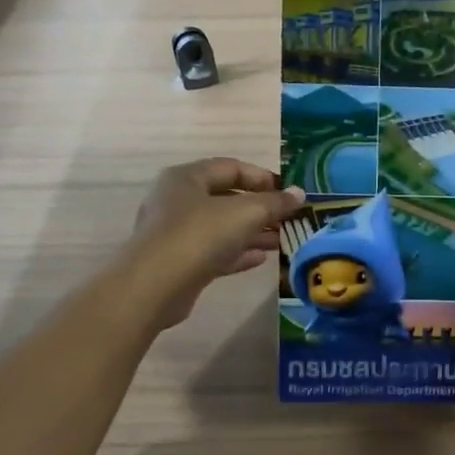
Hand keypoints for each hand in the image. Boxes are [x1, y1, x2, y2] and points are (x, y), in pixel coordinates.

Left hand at [127, 159, 304, 329]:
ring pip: (222, 227)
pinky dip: (238, 252)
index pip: (231, 167)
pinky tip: (262, 259)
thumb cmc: (200, 235)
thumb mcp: (245, 213)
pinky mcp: (179, 262)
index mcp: (187, 178)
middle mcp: (177, 200)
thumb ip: (275, 202)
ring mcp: (175, 233)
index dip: (263, 177)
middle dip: (261, 209)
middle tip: (289, 219)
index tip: (289, 193)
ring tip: (282, 240)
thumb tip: (299, 193)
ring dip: (253, 232)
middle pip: (226, 198)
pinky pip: (214, 251)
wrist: (154, 286)